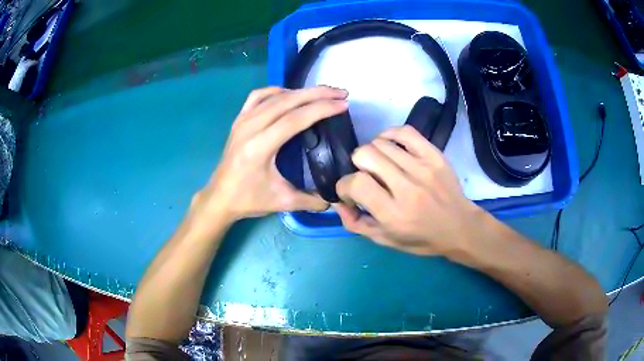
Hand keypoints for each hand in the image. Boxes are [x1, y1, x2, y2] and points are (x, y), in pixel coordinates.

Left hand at [192, 86, 348, 223]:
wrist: (219, 197)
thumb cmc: (248, 199)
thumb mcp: (282, 202)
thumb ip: (311, 200)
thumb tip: (335, 200)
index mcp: (260, 146)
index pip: (295, 119)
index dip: (321, 109)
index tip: (343, 104)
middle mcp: (250, 127)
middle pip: (287, 101)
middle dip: (317, 94)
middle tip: (340, 93)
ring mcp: (242, 120)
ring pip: (274, 95)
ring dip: (301, 91)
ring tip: (322, 93)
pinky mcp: (239, 119)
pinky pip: (258, 96)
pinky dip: (277, 91)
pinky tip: (290, 95)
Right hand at [335, 125, 483, 255]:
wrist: (459, 227)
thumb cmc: (421, 238)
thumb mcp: (385, 240)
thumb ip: (356, 224)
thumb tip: (337, 203)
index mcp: (393, 213)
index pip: (356, 183)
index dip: (344, 185)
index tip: (350, 192)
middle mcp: (407, 188)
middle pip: (365, 155)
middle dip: (356, 165)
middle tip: (366, 176)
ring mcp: (423, 168)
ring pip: (381, 142)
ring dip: (372, 152)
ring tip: (380, 165)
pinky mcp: (434, 155)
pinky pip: (405, 132)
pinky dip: (390, 134)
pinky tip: (389, 145)